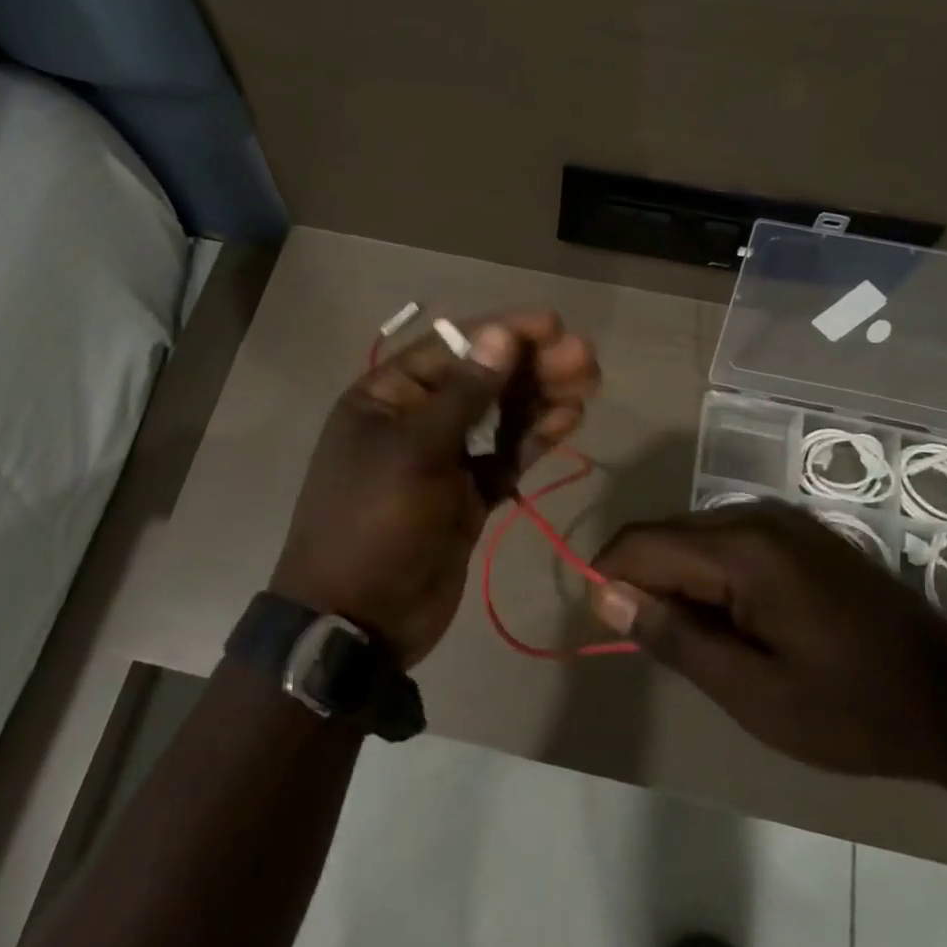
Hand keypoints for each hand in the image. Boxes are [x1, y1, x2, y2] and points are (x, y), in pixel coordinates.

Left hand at [274, 310, 601, 668]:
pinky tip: (568, 420)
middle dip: (532, 365)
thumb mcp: (414, 451)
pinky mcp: (468, 495)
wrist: (358, 622)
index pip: (452, 347)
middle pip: (483, 378)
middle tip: (584, 356)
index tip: (553, 324)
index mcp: (388, 395)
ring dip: (541, 397)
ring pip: (500, 416)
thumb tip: (501, 334)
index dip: (503, 332)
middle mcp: (417, 418)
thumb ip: (464, 393)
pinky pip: (506, 456)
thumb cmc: (374, 522)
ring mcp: (444, 458)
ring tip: (588, 382)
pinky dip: (534, 438)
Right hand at [590, 502, 946, 782]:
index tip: (607, 627)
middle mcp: (756, 516)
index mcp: (743, 550)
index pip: (642, 543)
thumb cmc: (852, 709)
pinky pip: (728, 541)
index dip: (609, 579)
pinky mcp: (798, 531)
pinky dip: (712, 577)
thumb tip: (604, 594)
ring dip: (680, 583)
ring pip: (694, 537)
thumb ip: (674, 638)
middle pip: (666, 535)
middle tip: (663, 649)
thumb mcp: (753, 693)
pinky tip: (738, 623)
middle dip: (647, 584)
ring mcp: (782, 519)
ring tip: (704, 645)